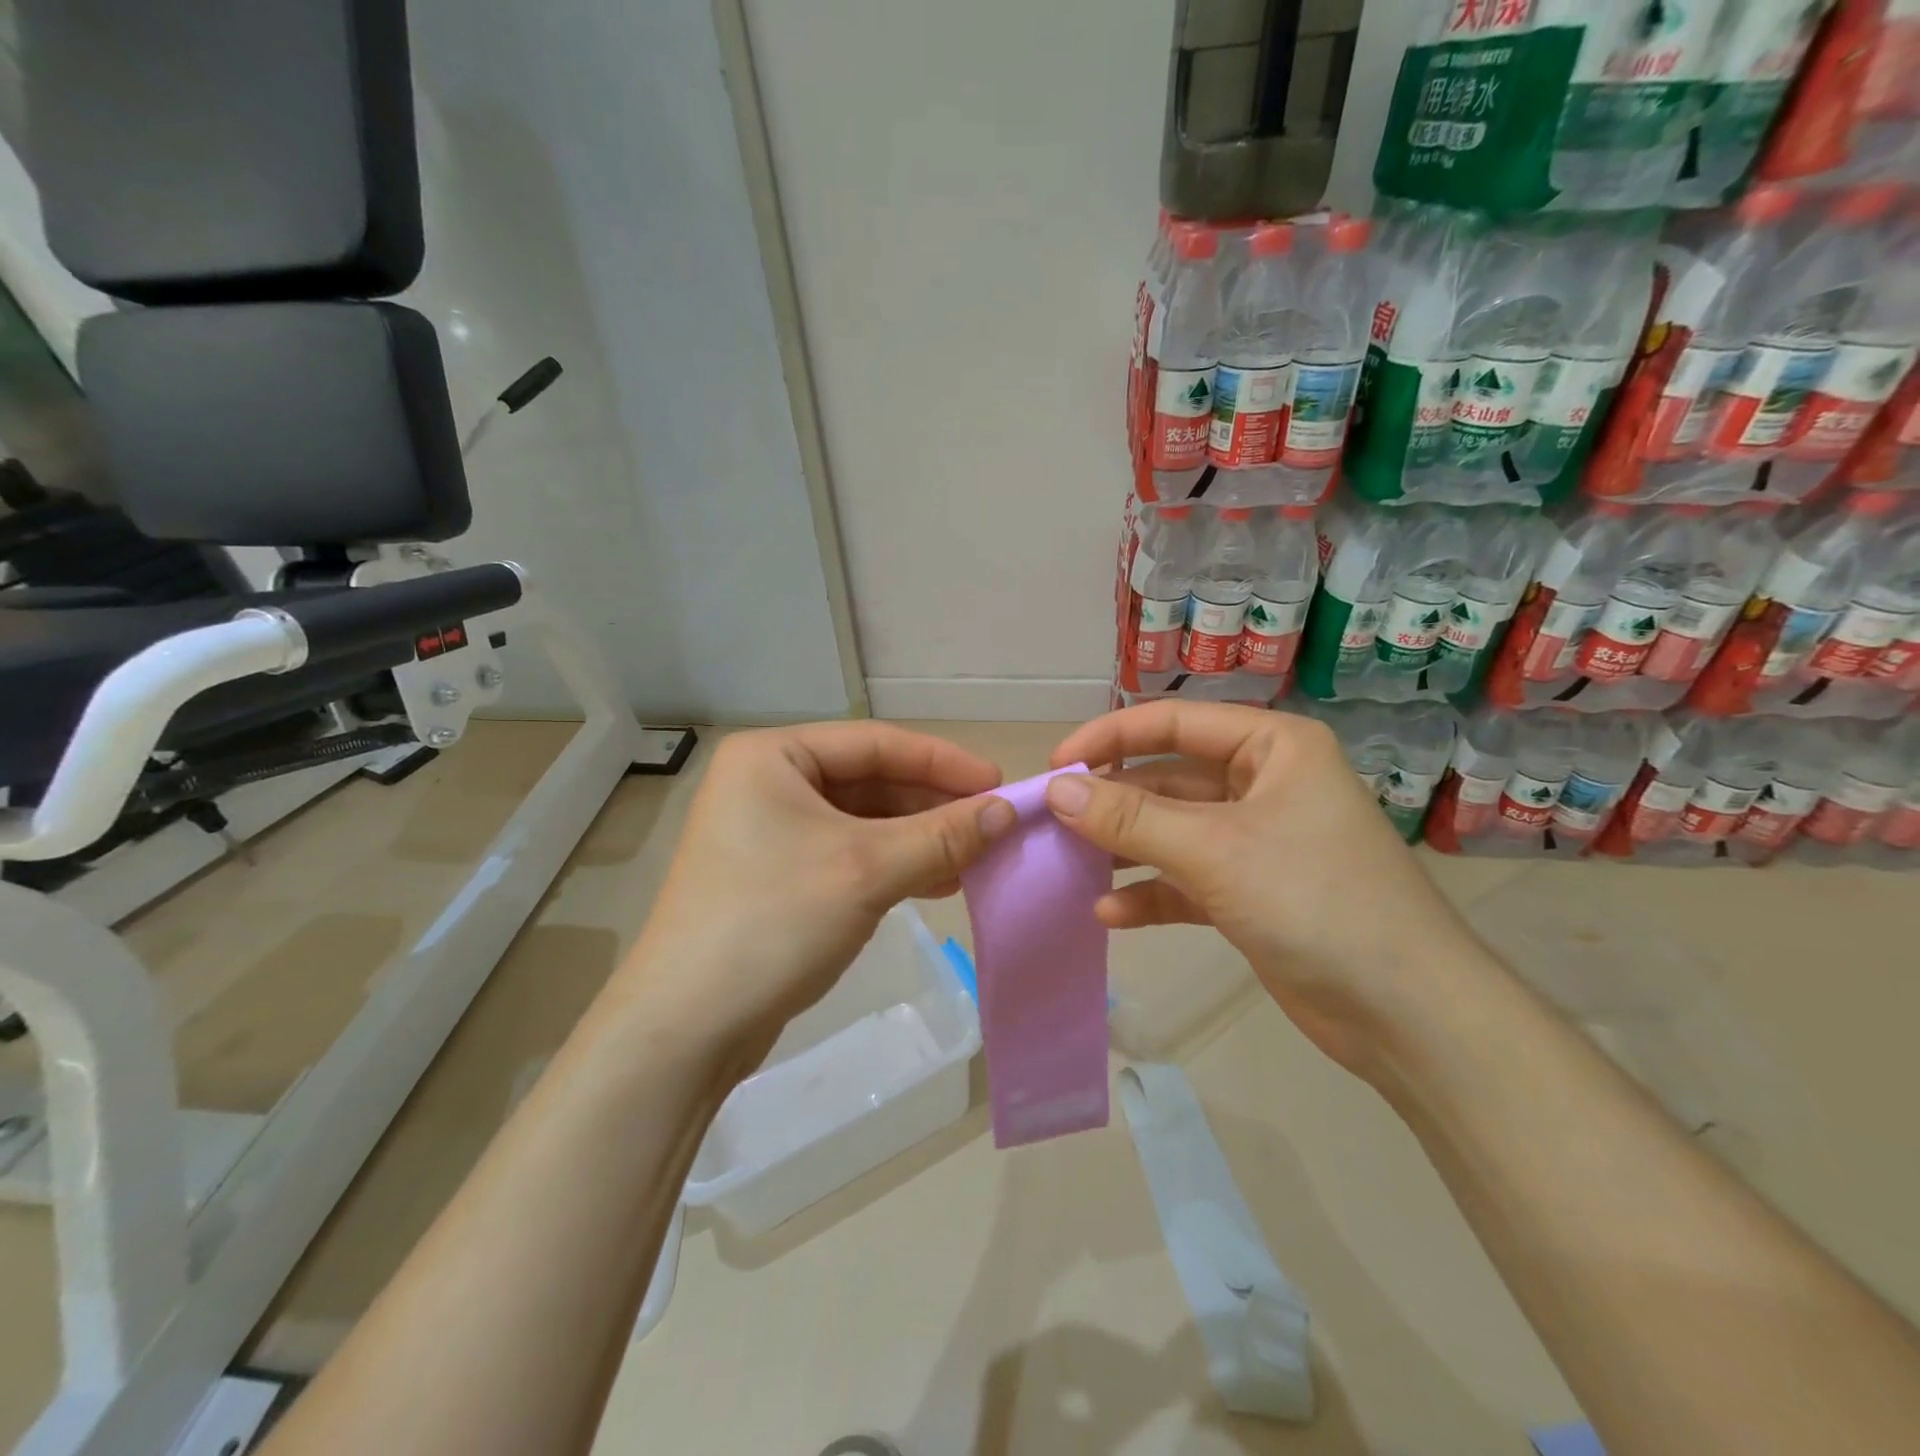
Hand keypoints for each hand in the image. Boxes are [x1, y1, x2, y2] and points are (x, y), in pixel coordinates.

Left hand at [616, 723, 1014, 1062]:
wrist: (686, 1027)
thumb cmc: (774, 922)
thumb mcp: (867, 870)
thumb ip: (941, 836)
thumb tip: (1007, 811)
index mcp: (773, 756)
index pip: (875, 743)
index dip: (943, 762)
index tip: (999, 784)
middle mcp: (767, 783)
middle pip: (869, 780)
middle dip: (932, 806)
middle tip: (991, 826)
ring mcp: (769, 832)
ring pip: (863, 821)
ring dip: (919, 838)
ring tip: (973, 858)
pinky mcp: (777, 877)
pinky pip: (848, 854)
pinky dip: (893, 865)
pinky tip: (936, 883)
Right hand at [1045, 702, 1487, 1075]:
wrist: (1408, 1014)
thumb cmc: (1314, 901)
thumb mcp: (1213, 850)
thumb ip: (1129, 817)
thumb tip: (1057, 790)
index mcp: (1272, 747)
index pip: (1174, 723)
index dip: (1109, 737)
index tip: (1055, 765)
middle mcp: (1264, 784)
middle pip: (1168, 778)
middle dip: (1112, 801)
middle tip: (1052, 821)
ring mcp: (1257, 841)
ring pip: (1172, 831)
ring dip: (1125, 848)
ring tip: (1070, 865)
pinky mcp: (1251, 894)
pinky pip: (1186, 880)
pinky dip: (1151, 892)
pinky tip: (1111, 913)